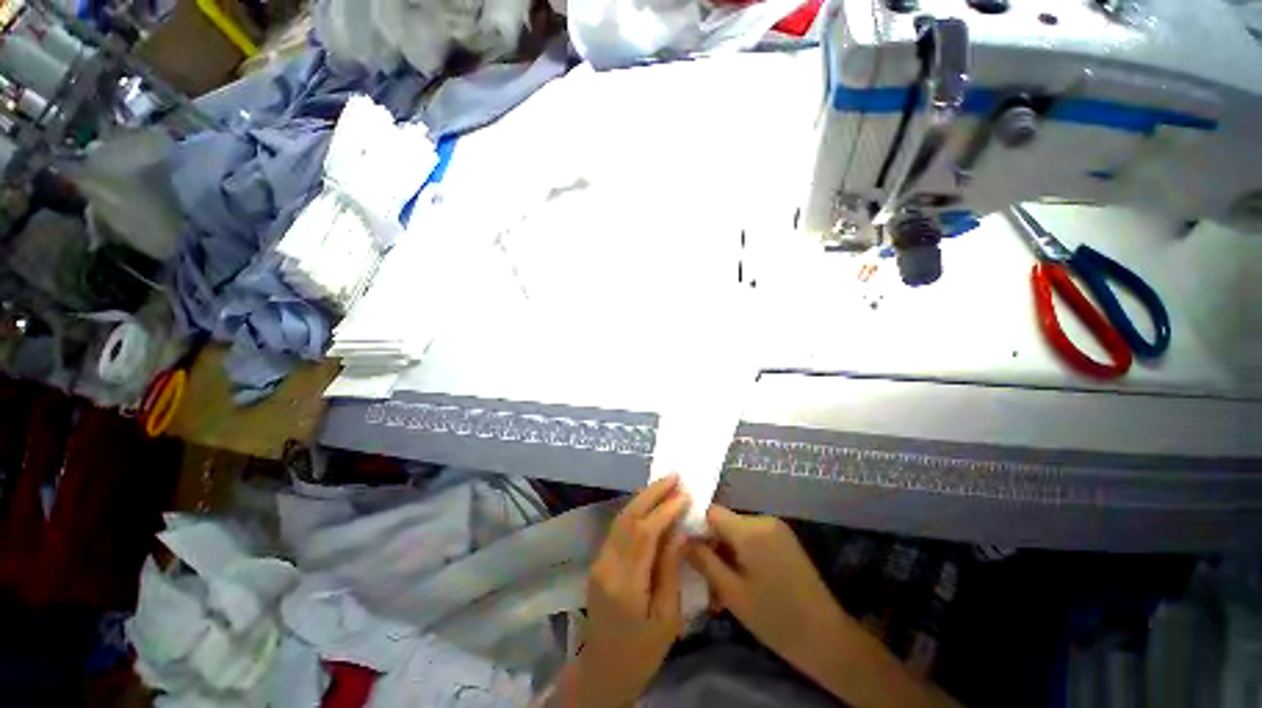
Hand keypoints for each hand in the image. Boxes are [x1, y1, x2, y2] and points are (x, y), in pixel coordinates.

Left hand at [566, 476, 689, 707]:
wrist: (604, 669)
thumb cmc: (643, 651)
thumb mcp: (667, 617)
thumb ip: (670, 569)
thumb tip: (680, 530)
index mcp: (626, 585)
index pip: (645, 534)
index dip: (665, 511)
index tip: (685, 495)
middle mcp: (608, 565)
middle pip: (629, 518)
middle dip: (652, 494)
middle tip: (674, 477)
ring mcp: (600, 561)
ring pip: (621, 518)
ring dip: (643, 498)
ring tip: (665, 484)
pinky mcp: (599, 560)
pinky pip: (618, 527)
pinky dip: (635, 510)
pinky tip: (649, 503)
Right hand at [685, 506, 847, 669]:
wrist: (826, 637)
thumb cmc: (774, 617)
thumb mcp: (731, 592)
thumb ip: (703, 560)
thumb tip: (681, 538)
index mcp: (749, 530)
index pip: (711, 512)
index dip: (696, 528)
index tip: (688, 551)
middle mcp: (763, 520)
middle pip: (725, 522)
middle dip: (713, 546)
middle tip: (707, 580)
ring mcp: (777, 528)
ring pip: (738, 532)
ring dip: (727, 554)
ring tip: (724, 588)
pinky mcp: (785, 539)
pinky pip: (753, 538)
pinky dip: (743, 554)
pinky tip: (742, 581)